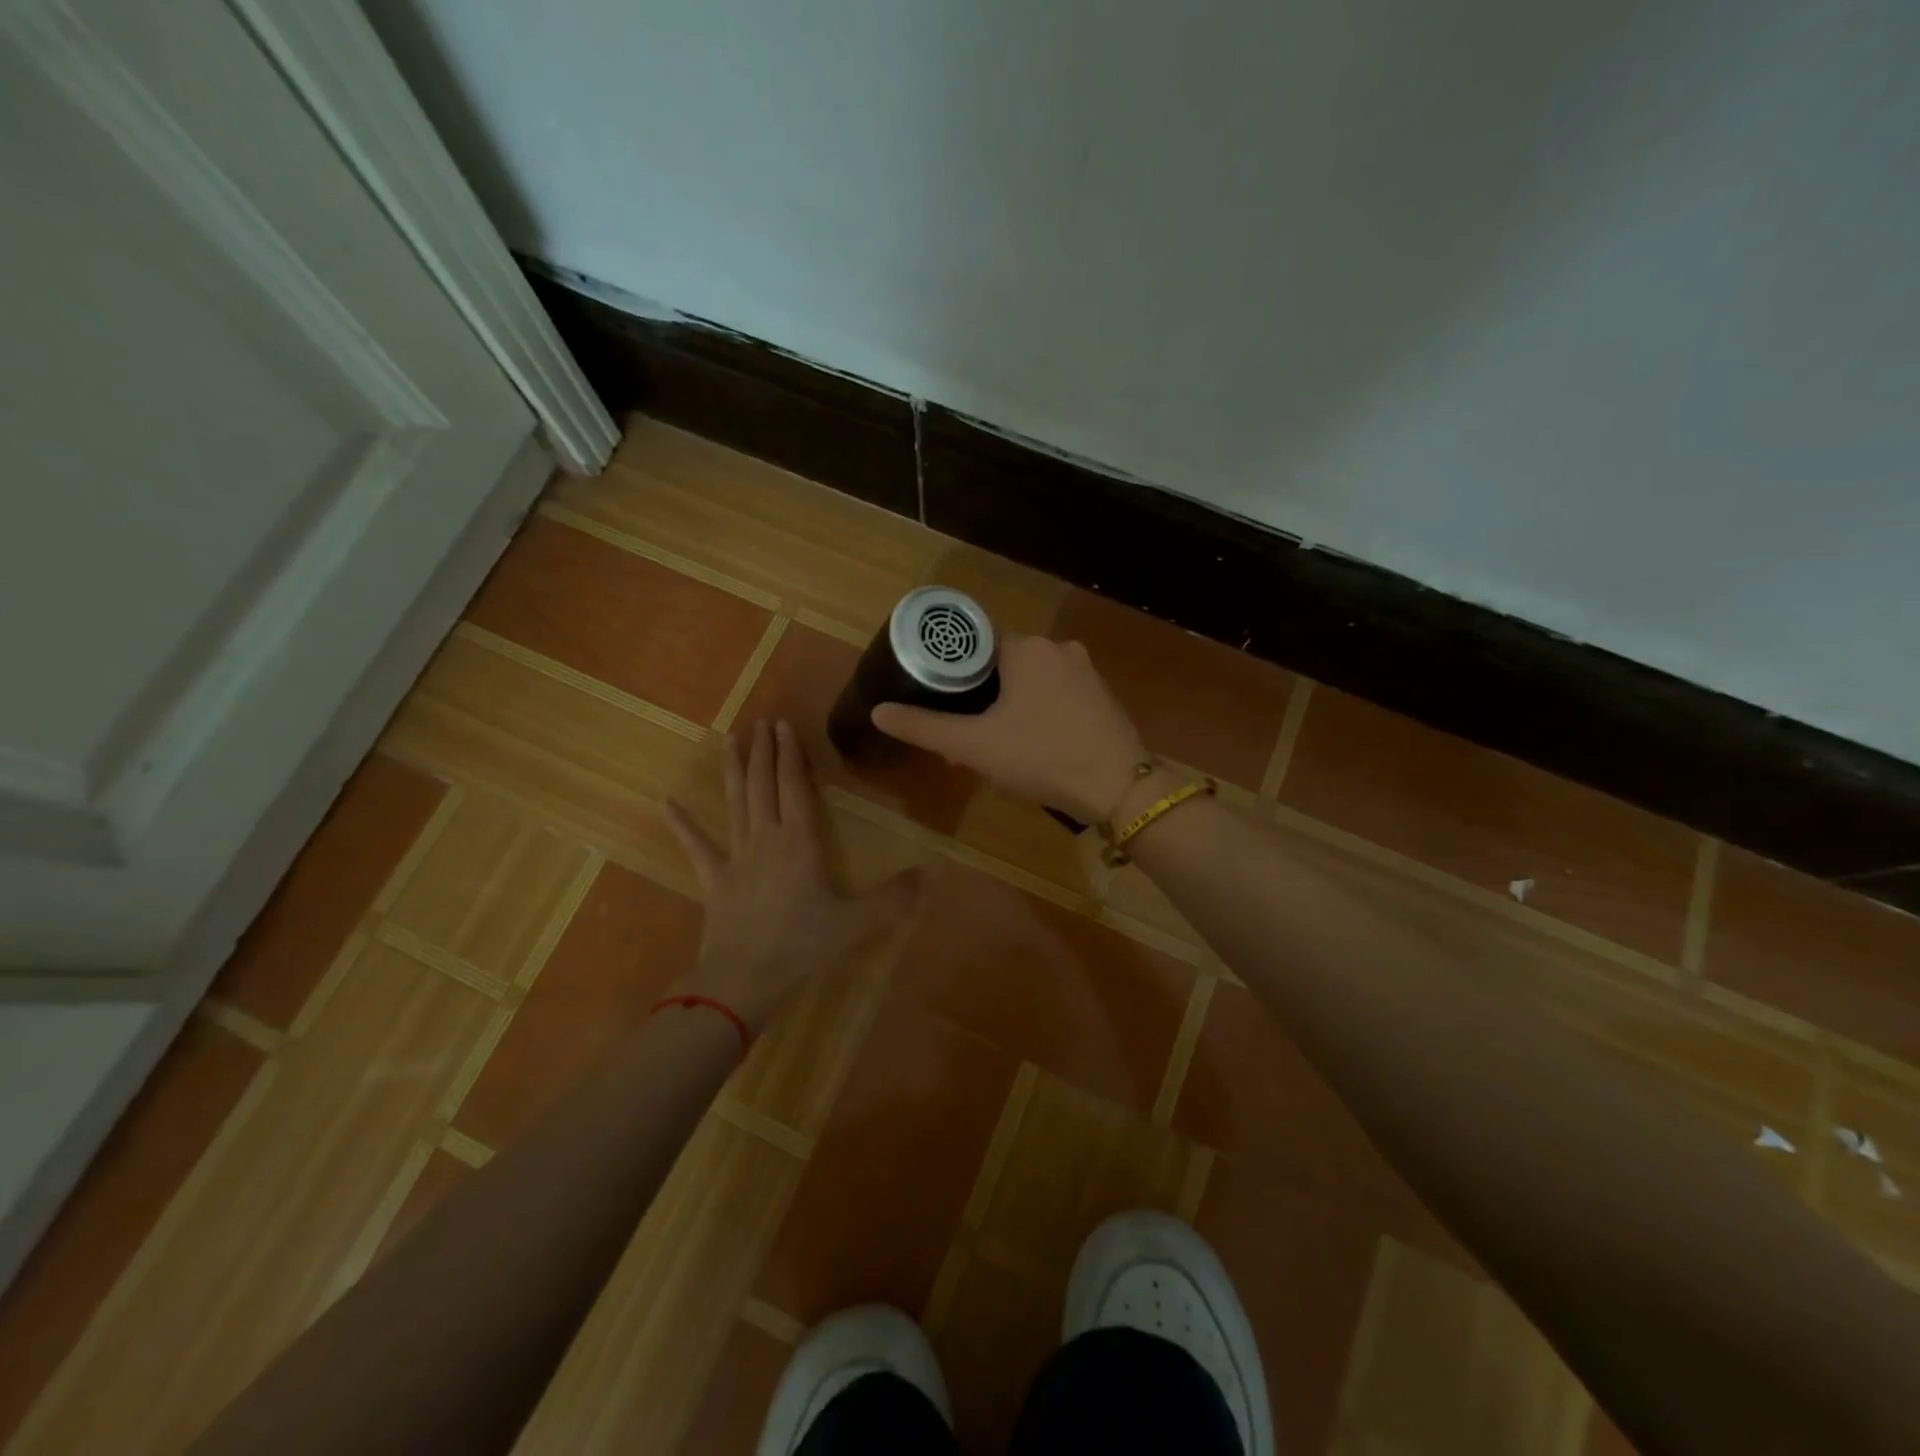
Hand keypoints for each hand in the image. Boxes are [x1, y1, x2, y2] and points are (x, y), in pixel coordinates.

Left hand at [664, 719, 921, 1030]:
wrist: (742, 980)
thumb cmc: (801, 946)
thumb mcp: (857, 922)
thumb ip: (893, 898)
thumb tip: (929, 873)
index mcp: (800, 842)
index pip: (794, 786)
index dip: (790, 754)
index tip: (784, 725)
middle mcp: (766, 839)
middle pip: (763, 785)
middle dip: (763, 751)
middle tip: (760, 721)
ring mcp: (736, 857)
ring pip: (734, 804)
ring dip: (733, 770)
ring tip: (728, 739)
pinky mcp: (714, 880)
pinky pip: (697, 847)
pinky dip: (682, 825)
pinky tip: (667, 803)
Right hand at [871, 635, 1148, 822]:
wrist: (1119, 789)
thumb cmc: (1042, 757)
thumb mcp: (974, 745)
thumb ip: (924, 727)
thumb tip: (879, 712)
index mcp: (1026, 648)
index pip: (975, 645)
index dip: (953, 673)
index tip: (940, 702)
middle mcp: (1059, 648)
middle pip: (1004, 664)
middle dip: (981, 696)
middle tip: (964, 733)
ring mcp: (1086, 672)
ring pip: (1032, 682)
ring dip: (1010, 707)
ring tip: (995, 745)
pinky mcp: (1102, 696)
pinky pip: (1057, 696)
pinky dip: (1039, 713)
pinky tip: (1034, 746)